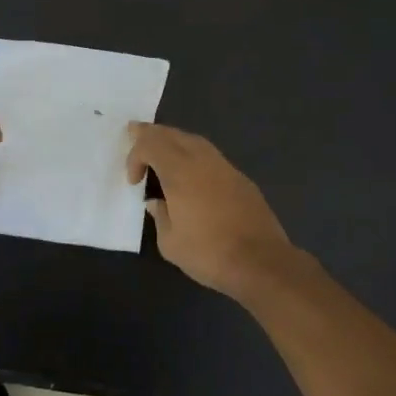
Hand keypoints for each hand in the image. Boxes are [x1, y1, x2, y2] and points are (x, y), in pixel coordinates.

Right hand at [126, 124, 294, 297]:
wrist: (261, 262)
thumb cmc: (209, 253)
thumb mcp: (171, 243)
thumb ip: (160, 216)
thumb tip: (157, 203)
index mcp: (180, 173)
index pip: (151, 144)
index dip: (135, 155)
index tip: (134, 181)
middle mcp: (202, 161)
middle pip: (173, 134)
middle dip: (151, 134)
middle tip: (135, 133)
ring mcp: (225, 168)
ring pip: (195, 141)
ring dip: (174, 141)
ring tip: (162, 151)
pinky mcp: (241, 179)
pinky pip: (211, 156)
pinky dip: (193, 155)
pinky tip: (191, 172)